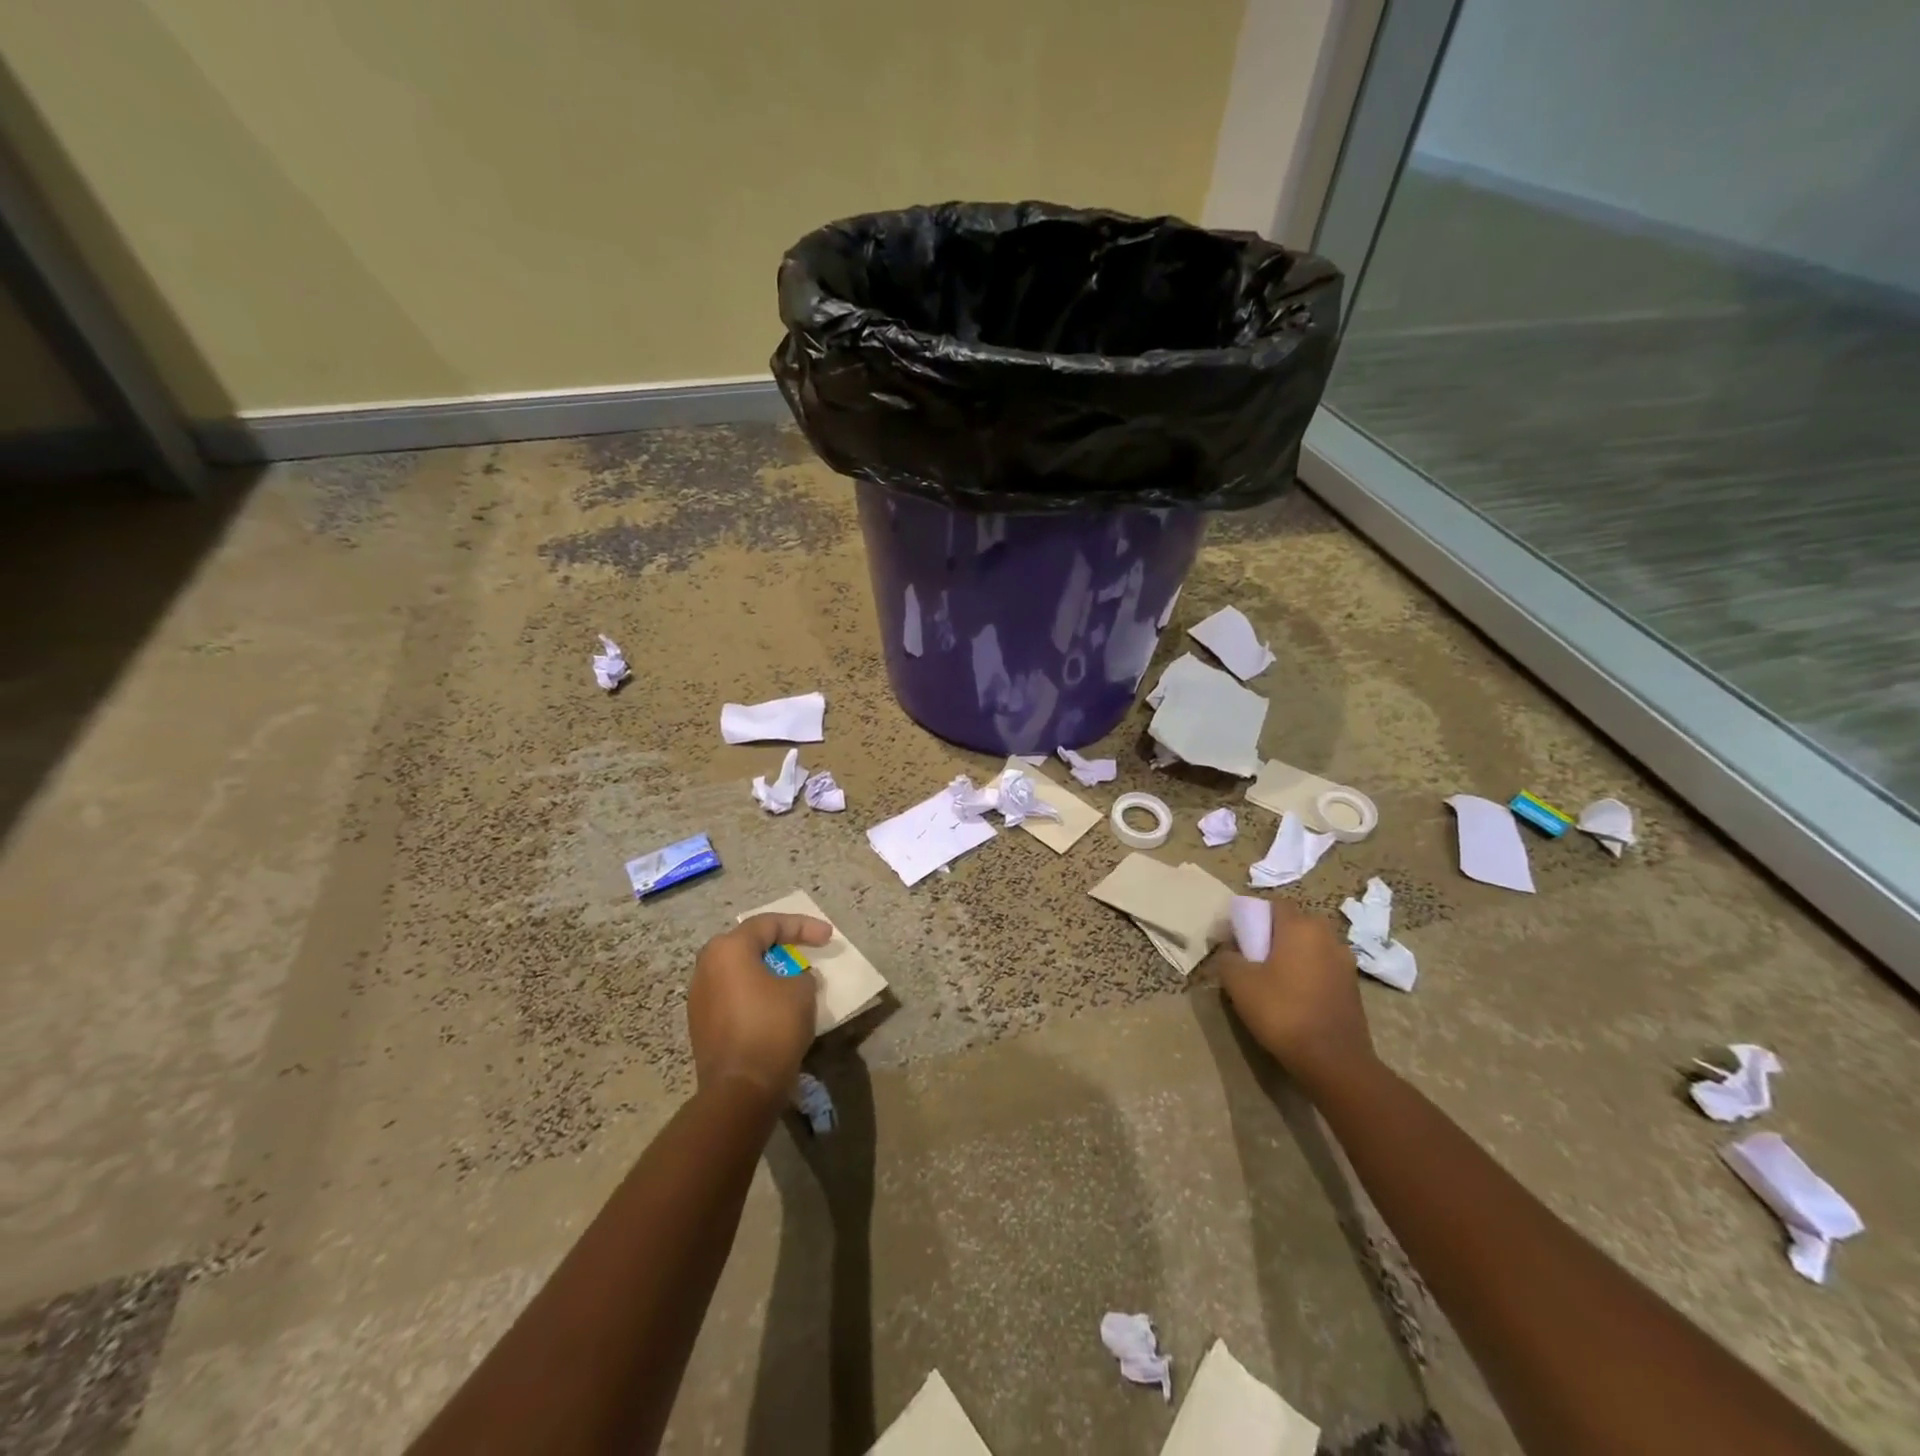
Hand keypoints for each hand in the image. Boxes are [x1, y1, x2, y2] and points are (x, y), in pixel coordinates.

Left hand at [687, 912, 831, 1099]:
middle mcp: (706, 967)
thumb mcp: (802, 992)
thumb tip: (796, 978)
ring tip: (793, 978)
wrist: (740, 1089)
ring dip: (767, 971)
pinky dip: (756, 993)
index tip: (828, 937)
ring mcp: (699, 997)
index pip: (769, 924)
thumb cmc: (772, 1028)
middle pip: (748, 944)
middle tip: (805, 950)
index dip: (803, 926)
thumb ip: (802, 974)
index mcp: (728, 950)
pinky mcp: (701, 1024)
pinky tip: (776, 1004)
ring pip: (739, 972)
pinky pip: (733, 995)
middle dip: (780, 945)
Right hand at [1212, 900, 1374, 1093]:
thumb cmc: (1282, 1011)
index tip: (1238, 938)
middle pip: (1294, 924)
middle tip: (1254, 958)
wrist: (1334, 1060)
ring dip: (1293, 955)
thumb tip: (1230, 951)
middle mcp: (1327, 936)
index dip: (1253, 916)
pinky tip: (1295, 998)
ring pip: (1311, 947)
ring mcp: (1345, 962)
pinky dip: (1308, 974)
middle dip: (1274, 935)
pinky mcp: (1353, 987)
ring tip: (1274, 980)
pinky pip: (1323, 968)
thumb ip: (1228, 958)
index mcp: (1301, 926)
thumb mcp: (1239, 983)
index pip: (1274, 905)